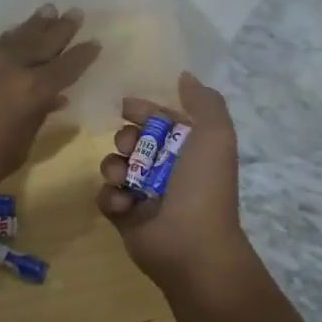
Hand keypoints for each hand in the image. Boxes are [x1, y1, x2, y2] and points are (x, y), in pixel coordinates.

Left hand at [0, 6, 99, 217]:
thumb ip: (35, 121)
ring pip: (11, 39)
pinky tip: (4, 48)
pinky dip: (1, 47)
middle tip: (74, 13)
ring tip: (46, 11)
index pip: (65, 67)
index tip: (94, 43)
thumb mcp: (15, 151)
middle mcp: (7, 67)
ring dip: (31, 26)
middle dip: (60, 28)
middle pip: (40, 41)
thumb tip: (52, 101)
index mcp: (30, 91)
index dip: (82, 56)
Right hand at [97, 73, 259, 300]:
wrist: (191, 245)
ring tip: (123, 180)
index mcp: (188, 148)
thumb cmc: (203, 186)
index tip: (126, 108)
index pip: (160, 119)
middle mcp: (166, 168)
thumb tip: (184, 76)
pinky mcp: (125, 216)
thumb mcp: (215, 134)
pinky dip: (112, 197)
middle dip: (125, 139)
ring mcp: (144, 193)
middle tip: (129, 148)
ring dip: (114, 167)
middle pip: (132, 140)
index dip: (143, 110)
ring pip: (115, 166)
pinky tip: (125, 206)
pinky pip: (106, 196)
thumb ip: (203, 101)